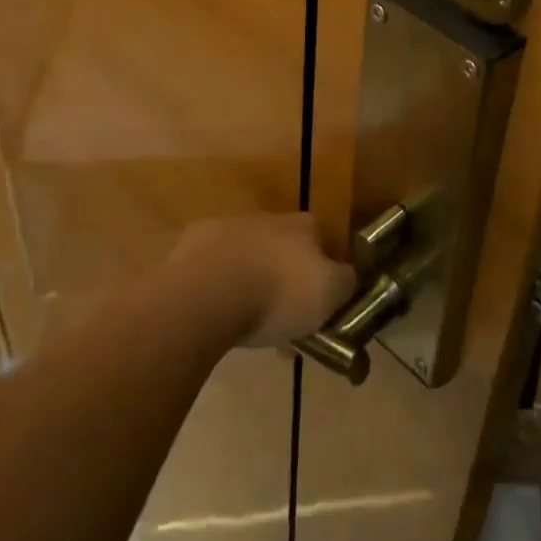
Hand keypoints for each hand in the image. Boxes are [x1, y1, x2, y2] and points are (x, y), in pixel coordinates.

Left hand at [169, 213, 356, 346]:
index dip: (325, 270)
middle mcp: (269, 218)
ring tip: (247, 322)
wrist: (207, 294)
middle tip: (283, 317)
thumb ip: (345, 282)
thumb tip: (348, 276)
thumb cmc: (278, 294)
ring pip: (249, 256)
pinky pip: (214, 267)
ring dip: (252, 280)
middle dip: (285, 277)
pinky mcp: (193, 244)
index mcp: (305, 225)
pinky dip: (219, 285)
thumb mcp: (329, 294)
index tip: (321, 302)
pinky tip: (217, 312)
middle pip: (285, 247)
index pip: (324, 241)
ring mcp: (229, 227)